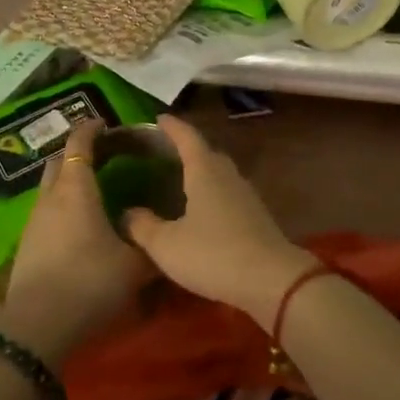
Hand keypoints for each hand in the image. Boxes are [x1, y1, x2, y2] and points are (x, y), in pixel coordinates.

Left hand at [2, 122, 154, 366]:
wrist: (37, 328)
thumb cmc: (90, 283)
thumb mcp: (134, 267)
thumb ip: (150, 245)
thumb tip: (162, 235)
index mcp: (76, 189)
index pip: (79, 143)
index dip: (91, 129)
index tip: (106, 124)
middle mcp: (50, 197)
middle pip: (59, 160)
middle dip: (78, 151)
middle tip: (103, 155)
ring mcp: (34, 221)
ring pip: (50, 187)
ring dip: (68, 181)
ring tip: (94, 191)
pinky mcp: (26, 245)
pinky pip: (46, 212)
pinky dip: (62, 206)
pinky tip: (79, 225)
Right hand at [122, 115, 311, 326]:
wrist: (272, 280)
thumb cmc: (213, 254)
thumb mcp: (166, 245)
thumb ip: (142, 226)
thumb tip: (127, 213)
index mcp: (204, 170)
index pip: (187, 137)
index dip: (172, 127)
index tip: (158, 119)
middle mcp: (227, 175)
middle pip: (206, 152)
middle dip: (187, 149)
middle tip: (165, 153)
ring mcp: (246, 195)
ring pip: (220, 174)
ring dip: (202, 172)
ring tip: (181, 180)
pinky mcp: (256, 216)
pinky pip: (228, 194)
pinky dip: (213, 194)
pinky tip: (203, 211)